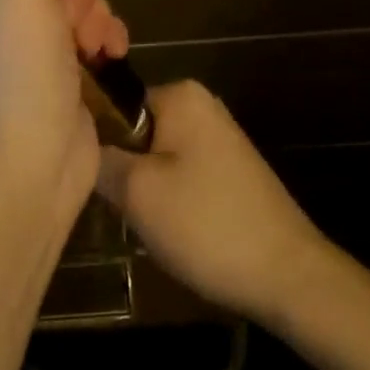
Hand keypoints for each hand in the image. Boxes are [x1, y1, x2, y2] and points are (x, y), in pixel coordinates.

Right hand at [97, 80, 329, 322]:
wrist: (289, 275)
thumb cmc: (207, 224)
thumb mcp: (138, 193)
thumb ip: (101, 160)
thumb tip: (81, 142)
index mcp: (179, 94)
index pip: (116, 105)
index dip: (98, 142)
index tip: (92, 180)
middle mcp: (201, 105)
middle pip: (137, 132)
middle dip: (126, 170)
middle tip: (121, 209)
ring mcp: (219, 137)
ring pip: (158, 157)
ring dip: (147, 190)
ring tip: (147, 225)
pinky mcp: (231, 170)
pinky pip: (183, 174)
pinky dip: (173, 201)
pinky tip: (175, 233)